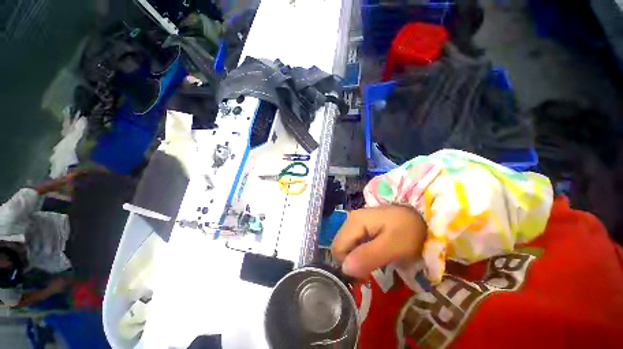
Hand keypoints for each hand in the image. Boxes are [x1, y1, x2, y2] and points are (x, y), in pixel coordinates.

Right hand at [331, 205, 427, 278]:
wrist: (421, 216)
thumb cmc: (410, 231)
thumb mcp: (393, 246)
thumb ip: (368, 256)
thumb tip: (344, 269)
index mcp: (354, 222)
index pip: (337, 248)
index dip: (347, 265)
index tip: (365, 275)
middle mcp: (351, 219)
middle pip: (340, 246)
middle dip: (351, 262)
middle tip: (370, 271)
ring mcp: (356, 221)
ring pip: (346, 245)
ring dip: (356, 258)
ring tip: (373, 263)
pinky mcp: (362, 225)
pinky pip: (354, 242)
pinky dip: (360, 252)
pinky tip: (373, 254)